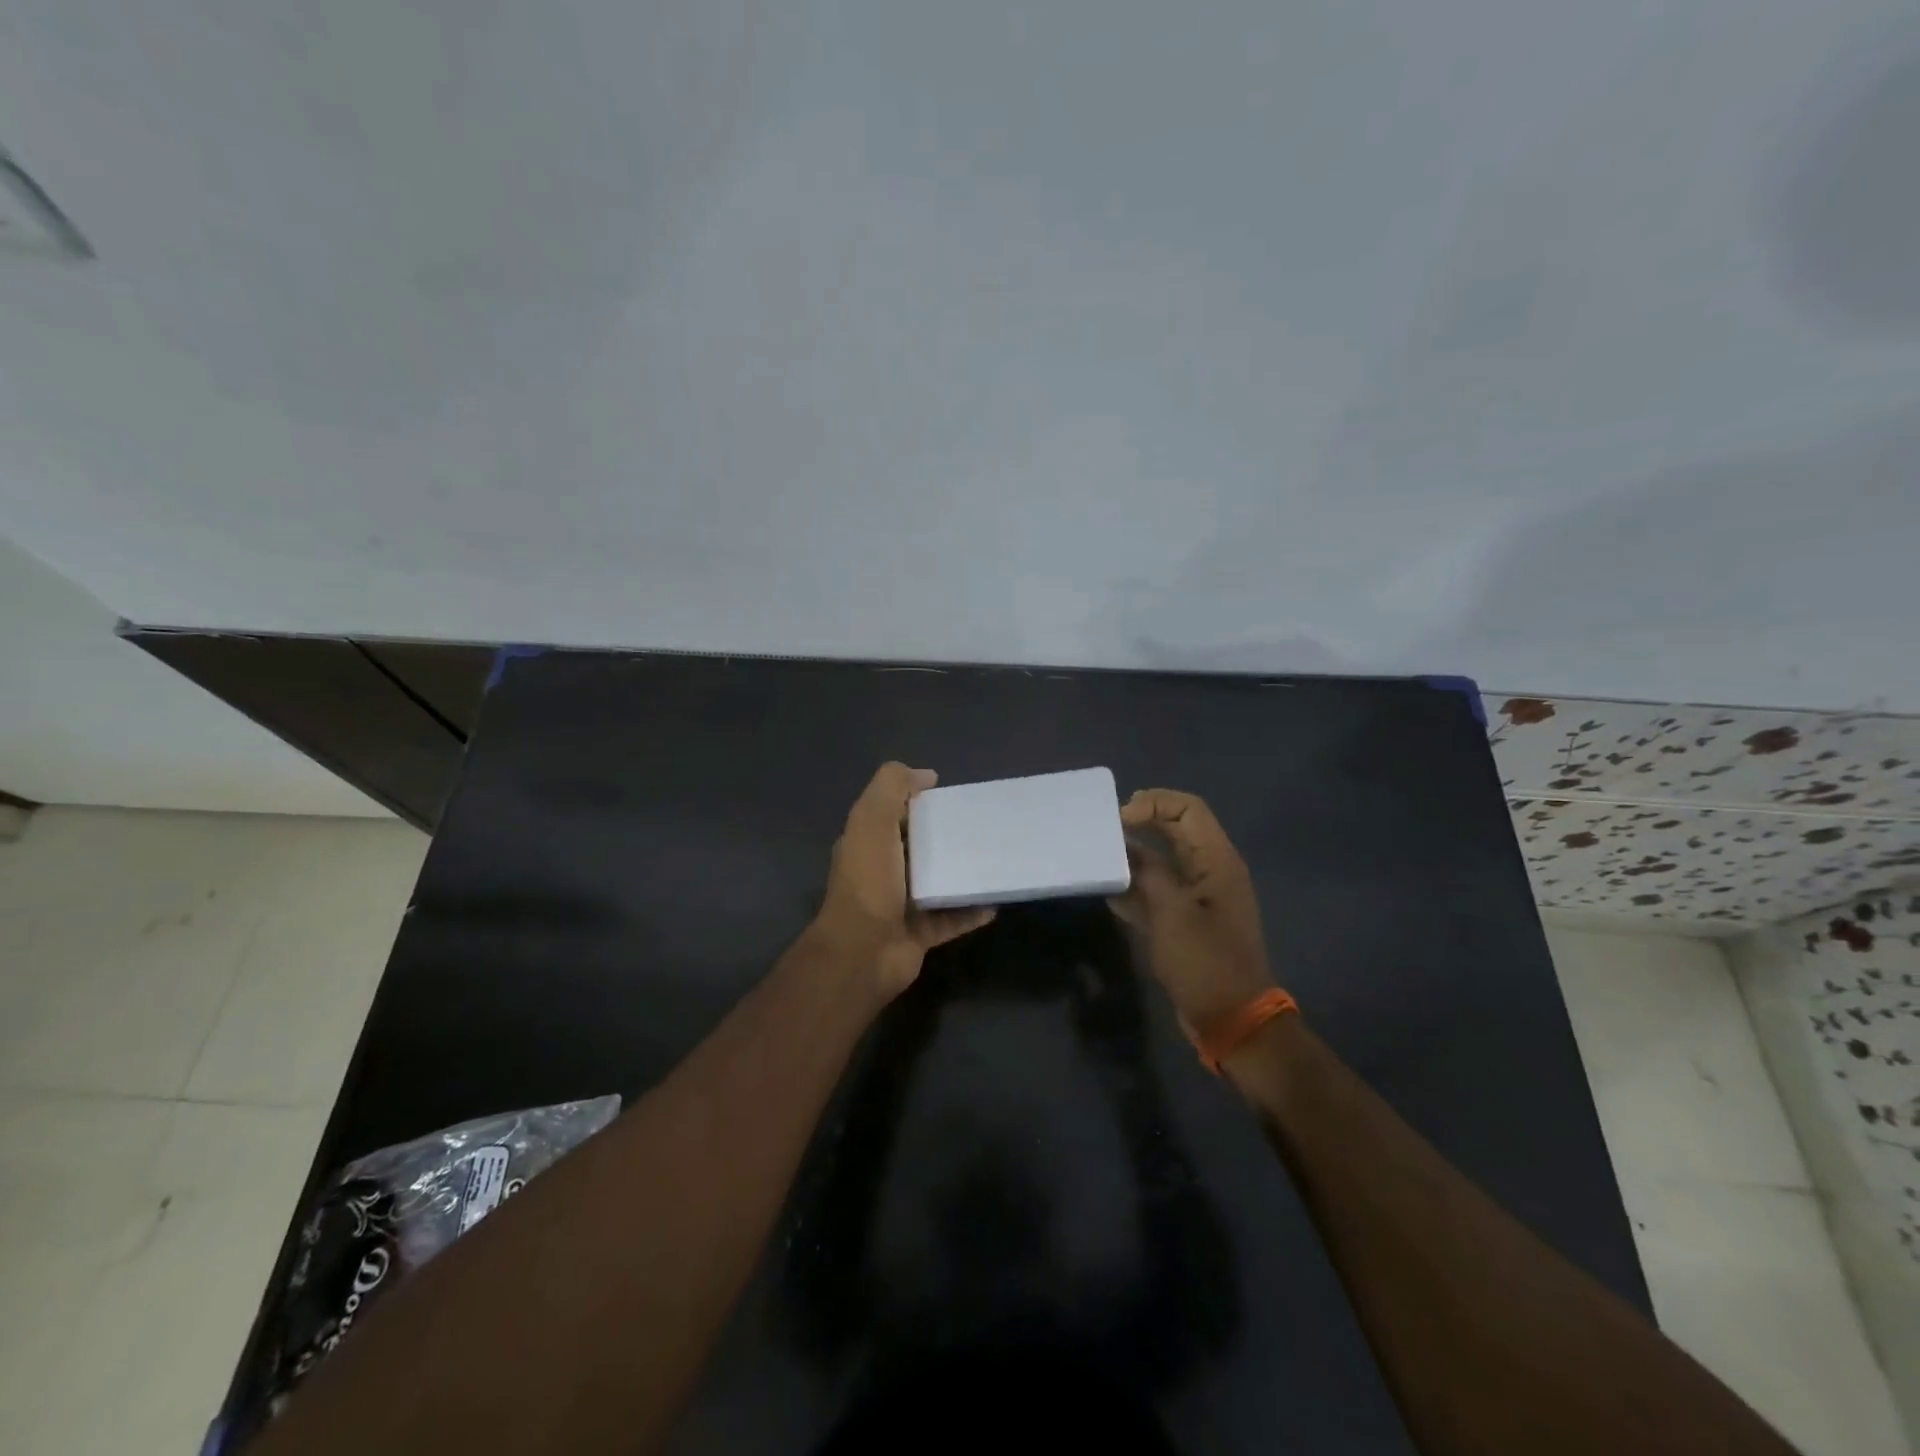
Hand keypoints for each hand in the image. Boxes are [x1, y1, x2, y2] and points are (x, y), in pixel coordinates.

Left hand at [814, 762, 995, 1001]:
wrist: (863, 952)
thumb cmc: (869, 880)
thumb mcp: (872, 819)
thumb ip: (892, 787)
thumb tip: (926, 775)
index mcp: (867, 842)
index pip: (894, 814)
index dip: (918, 801)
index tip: (951, 796)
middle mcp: (882, 872)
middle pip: (918, 847)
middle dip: (945, 836)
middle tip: (982, 827)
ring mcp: (900, 906)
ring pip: (936, 883)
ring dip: (961, 874)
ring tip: (994, 860)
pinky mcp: (920, 933)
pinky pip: (952, 919)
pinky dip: (971, 911)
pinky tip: (995, 901)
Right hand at [1110, 789, 1275, 1036]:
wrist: (1231, 1020)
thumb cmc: (1205, 962)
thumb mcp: (1172, 913)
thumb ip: (1147, 873)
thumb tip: (1124, 847)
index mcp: (1217, 861)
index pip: (1188, 809)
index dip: (1154, 803)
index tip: (1120, 820)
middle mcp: (1209, 871)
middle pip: (1175, 830)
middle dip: (1141, 824)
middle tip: (1104, 831)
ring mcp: (1198, 897)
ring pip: (1162, 861)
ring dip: (1133, 857)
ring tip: (1099, 858)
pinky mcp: (1185, 921)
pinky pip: (1157, 891)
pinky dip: (1135, 887)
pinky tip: (1108, 892)